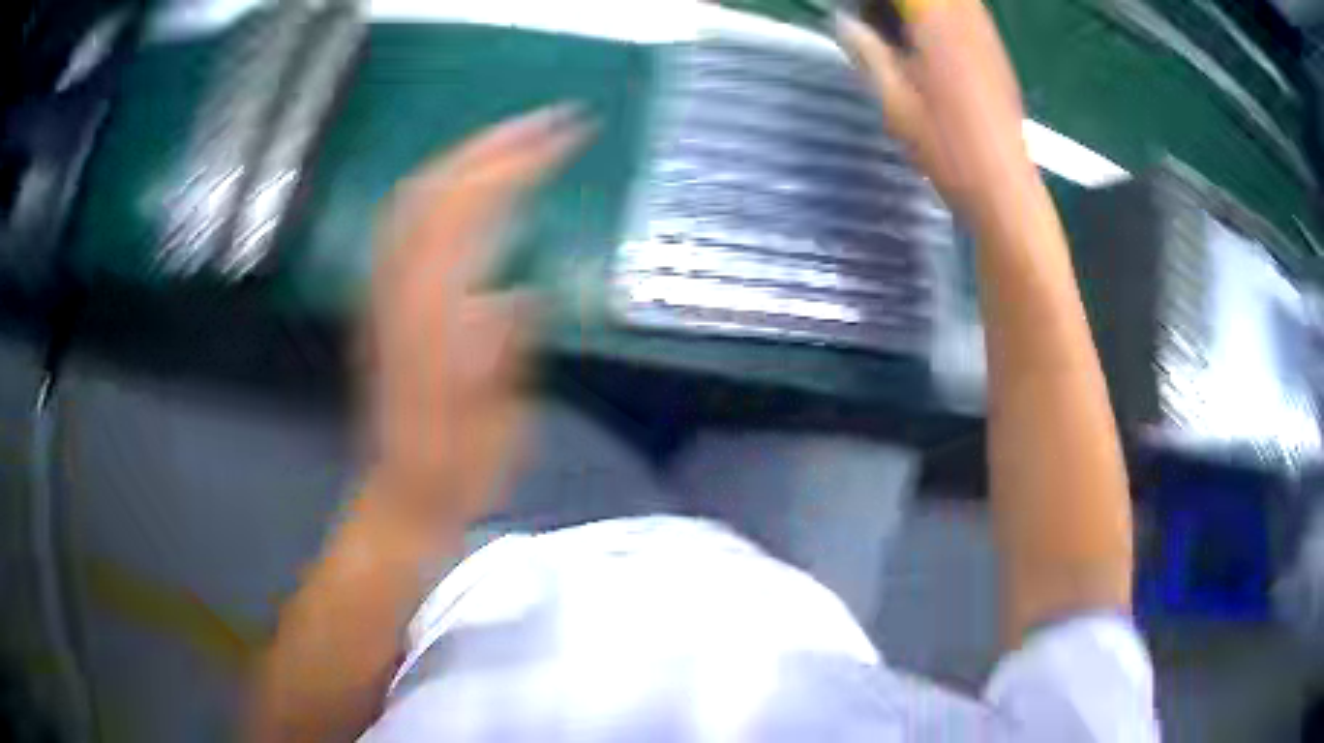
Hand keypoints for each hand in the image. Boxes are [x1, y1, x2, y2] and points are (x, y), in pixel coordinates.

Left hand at [364, 105, 590, 531]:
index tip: (566, 139)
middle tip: (550, 123)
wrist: (404, 494)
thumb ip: (501, 356)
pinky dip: (443, 187)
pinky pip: (406, 221)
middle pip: (433, 190)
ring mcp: (384, 293)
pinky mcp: (383, 300)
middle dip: (493, 145)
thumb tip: (515, 293)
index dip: (516, 167)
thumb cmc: (460, 471)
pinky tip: (472, 185)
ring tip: (517, 140)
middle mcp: (397, 295)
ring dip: (466, 157)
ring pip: (414, 199)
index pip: (468, 216)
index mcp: (430, 323)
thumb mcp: (497, 425)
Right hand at [835, 1, 1036, 230]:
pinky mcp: (997, 52)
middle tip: (873, 18)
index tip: (858, 12)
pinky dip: (943, 13)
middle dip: (900, 3)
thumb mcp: (892, 100)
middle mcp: (966, 18)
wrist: (1002, 185)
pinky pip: (967, 11)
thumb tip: (843, 21)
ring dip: (921, 6)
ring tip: (898, 27)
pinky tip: (928, 38)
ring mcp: (987, 34)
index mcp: (936, 23)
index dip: (876, 1)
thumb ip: (866, 51)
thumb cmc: (946, 146)